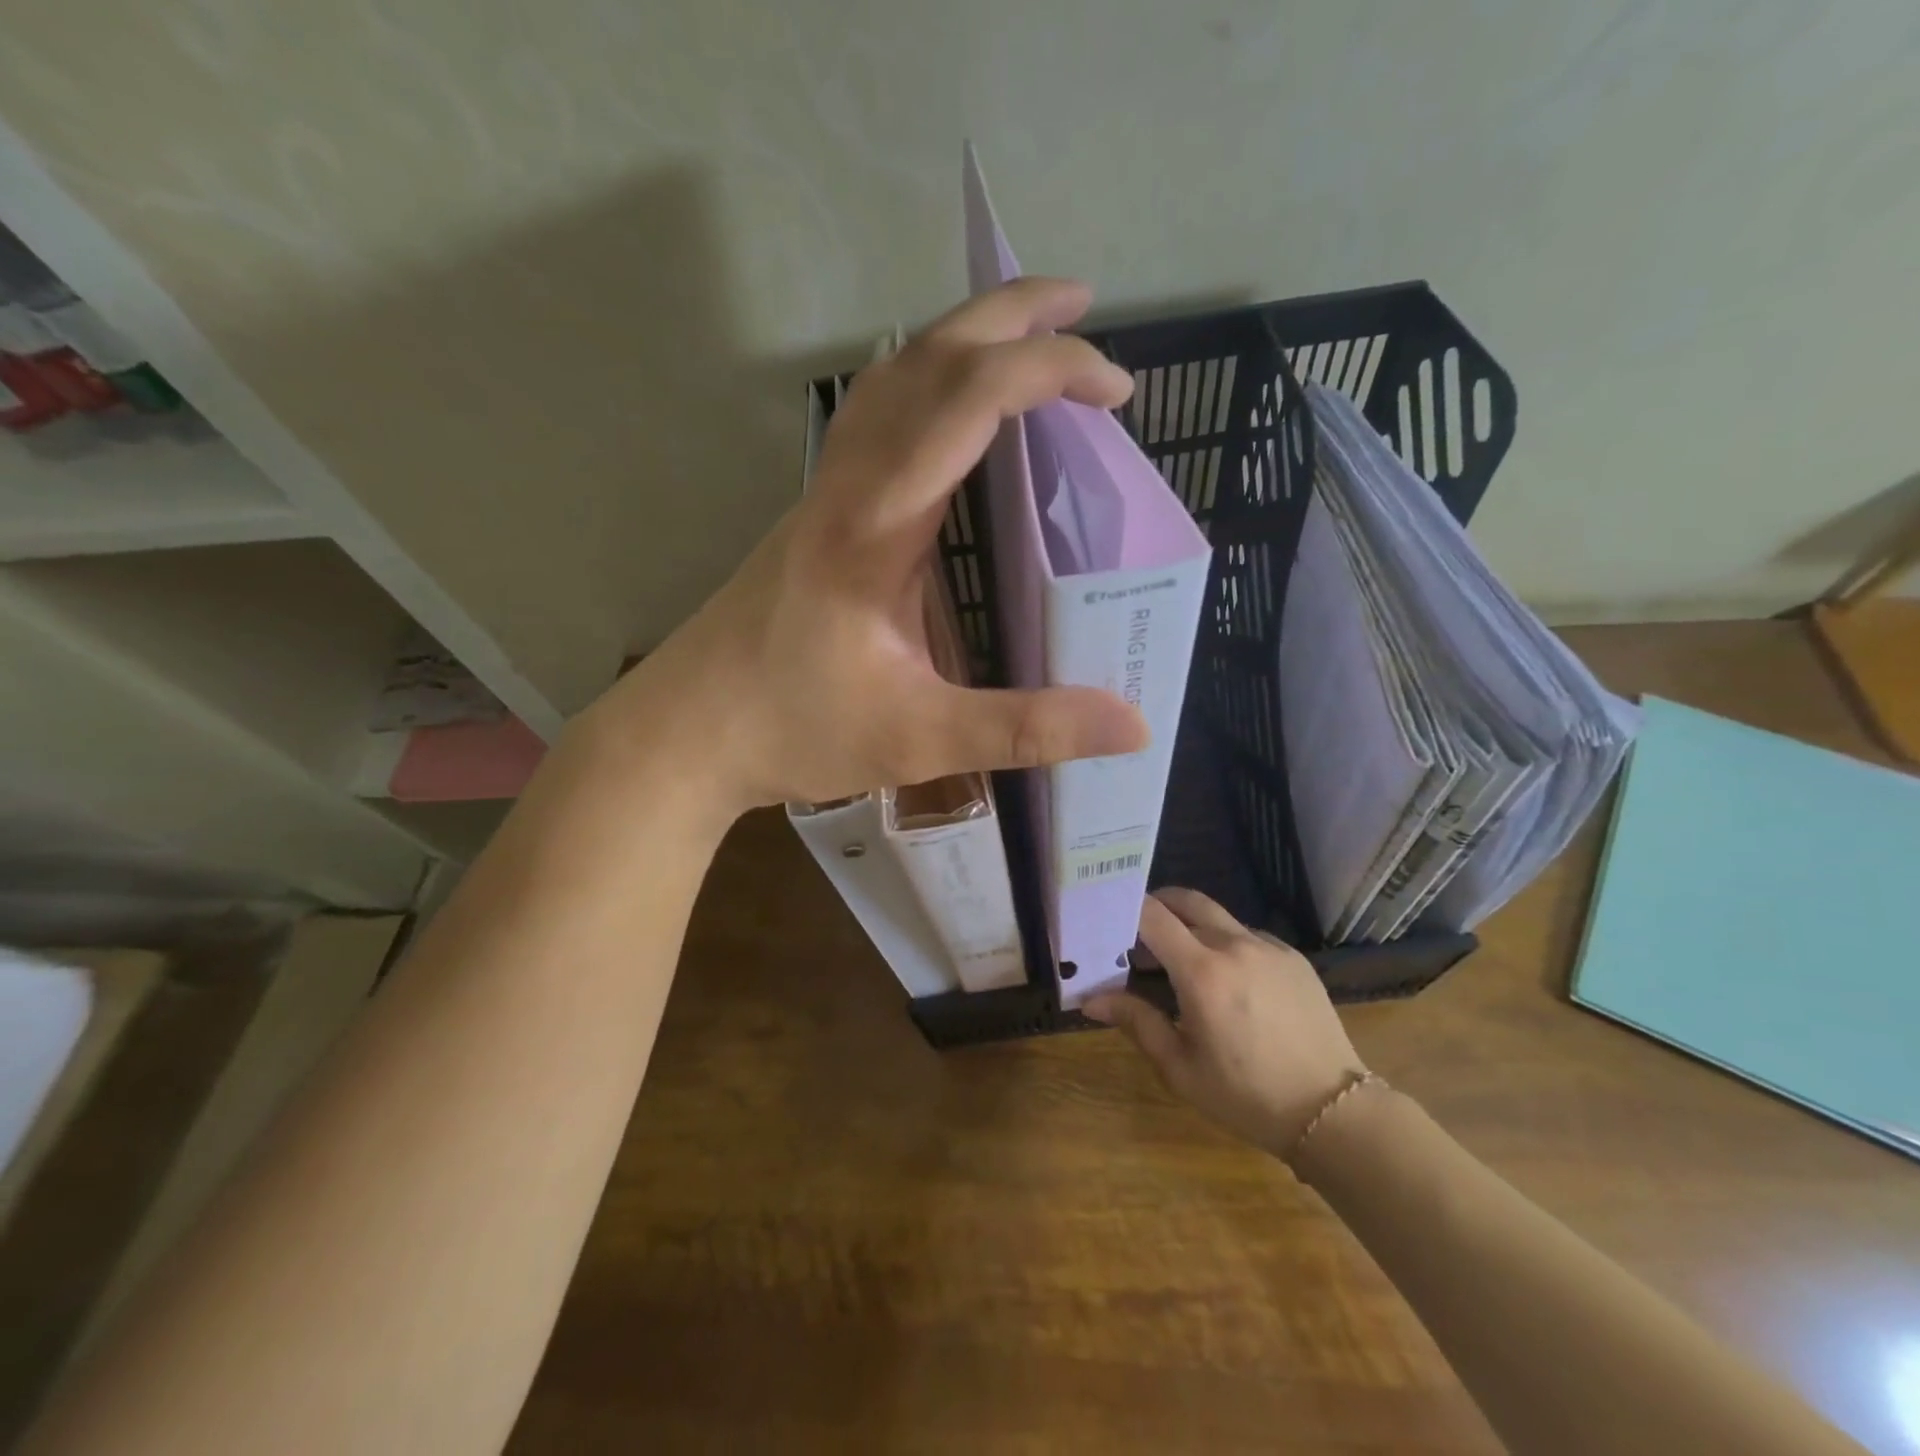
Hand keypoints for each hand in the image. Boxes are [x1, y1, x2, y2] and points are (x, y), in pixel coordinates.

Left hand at [592, 277, 1149, 811]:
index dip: (1047, 372)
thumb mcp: (918, 739)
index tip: (1114, 391)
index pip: (966, 402)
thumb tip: (1132, 727)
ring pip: (890, 381)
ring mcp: (823, 497)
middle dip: (1008, 319)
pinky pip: (873, 422)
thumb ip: (1024, 728)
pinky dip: (927, 390)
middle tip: (1082, 310)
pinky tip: (953, 424)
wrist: (683, 733)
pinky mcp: (814, 519)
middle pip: (924, 360)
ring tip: (1026, 344)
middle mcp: (846, 489)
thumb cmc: (792, 731)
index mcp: (873, 525)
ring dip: (961, 343)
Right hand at [1085, 889, 1368, 1158]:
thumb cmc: (1246, 1096)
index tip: (1108, 919)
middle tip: (1140, 933)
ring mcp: (1269, 948)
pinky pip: (1249, 935)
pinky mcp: (1294, 958)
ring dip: (1192, 926)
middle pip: (1186, 900)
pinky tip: (1230, 980)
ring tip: (1183, 962)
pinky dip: (1227, 943)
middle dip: (1157, 905)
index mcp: (1202, 972)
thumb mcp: (1181, 1067)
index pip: (1152, 914)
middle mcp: (1235, 945)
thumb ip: (1136, 1022)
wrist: (1334, 1112)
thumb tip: (1091, 1000)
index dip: (1126, 908)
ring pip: (1218, 917)